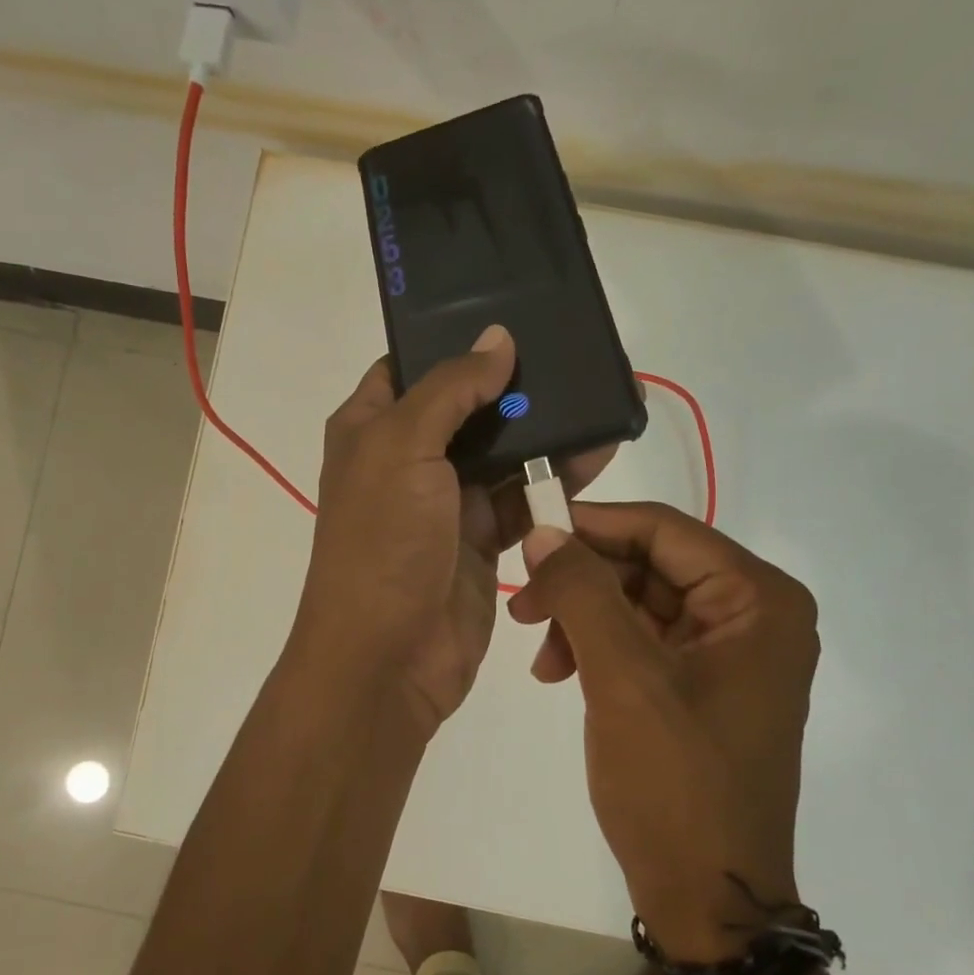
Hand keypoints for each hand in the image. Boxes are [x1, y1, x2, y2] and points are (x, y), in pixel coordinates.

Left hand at [293, 325, 613, 736]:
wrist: (387, 659)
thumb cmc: (382, 541)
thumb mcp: (403, 447)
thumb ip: (451, 389)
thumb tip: (497, 339)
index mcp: (371, 427)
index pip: (413, 365)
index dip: (455, 339)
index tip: (514, 316)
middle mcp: (407, 460)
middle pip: (468, 407)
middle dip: (517, 386)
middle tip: (576, 356)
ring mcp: (447, 503)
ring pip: (503, 453)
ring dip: (546, 433)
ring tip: (602, 404)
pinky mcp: (483, 542)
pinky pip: (524, 499)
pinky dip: (555, 481)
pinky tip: (594, 458)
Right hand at [508, 503, 818, 959]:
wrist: (708, 898)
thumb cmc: (676, 784)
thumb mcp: (623, 678)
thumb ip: (582, 592)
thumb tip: (543, 531)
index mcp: (758, 599)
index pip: (663, 530)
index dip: (591, 525)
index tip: (527, 535)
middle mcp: (753, 614)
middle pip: (650, 564)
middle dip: (582, 583)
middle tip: (522, 607)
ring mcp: (729, 652)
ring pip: (639, 601)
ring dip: (583, 618)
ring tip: (540, 658)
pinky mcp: (703, 684)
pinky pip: (643, 641)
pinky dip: (598, 649)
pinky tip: (559, 673)